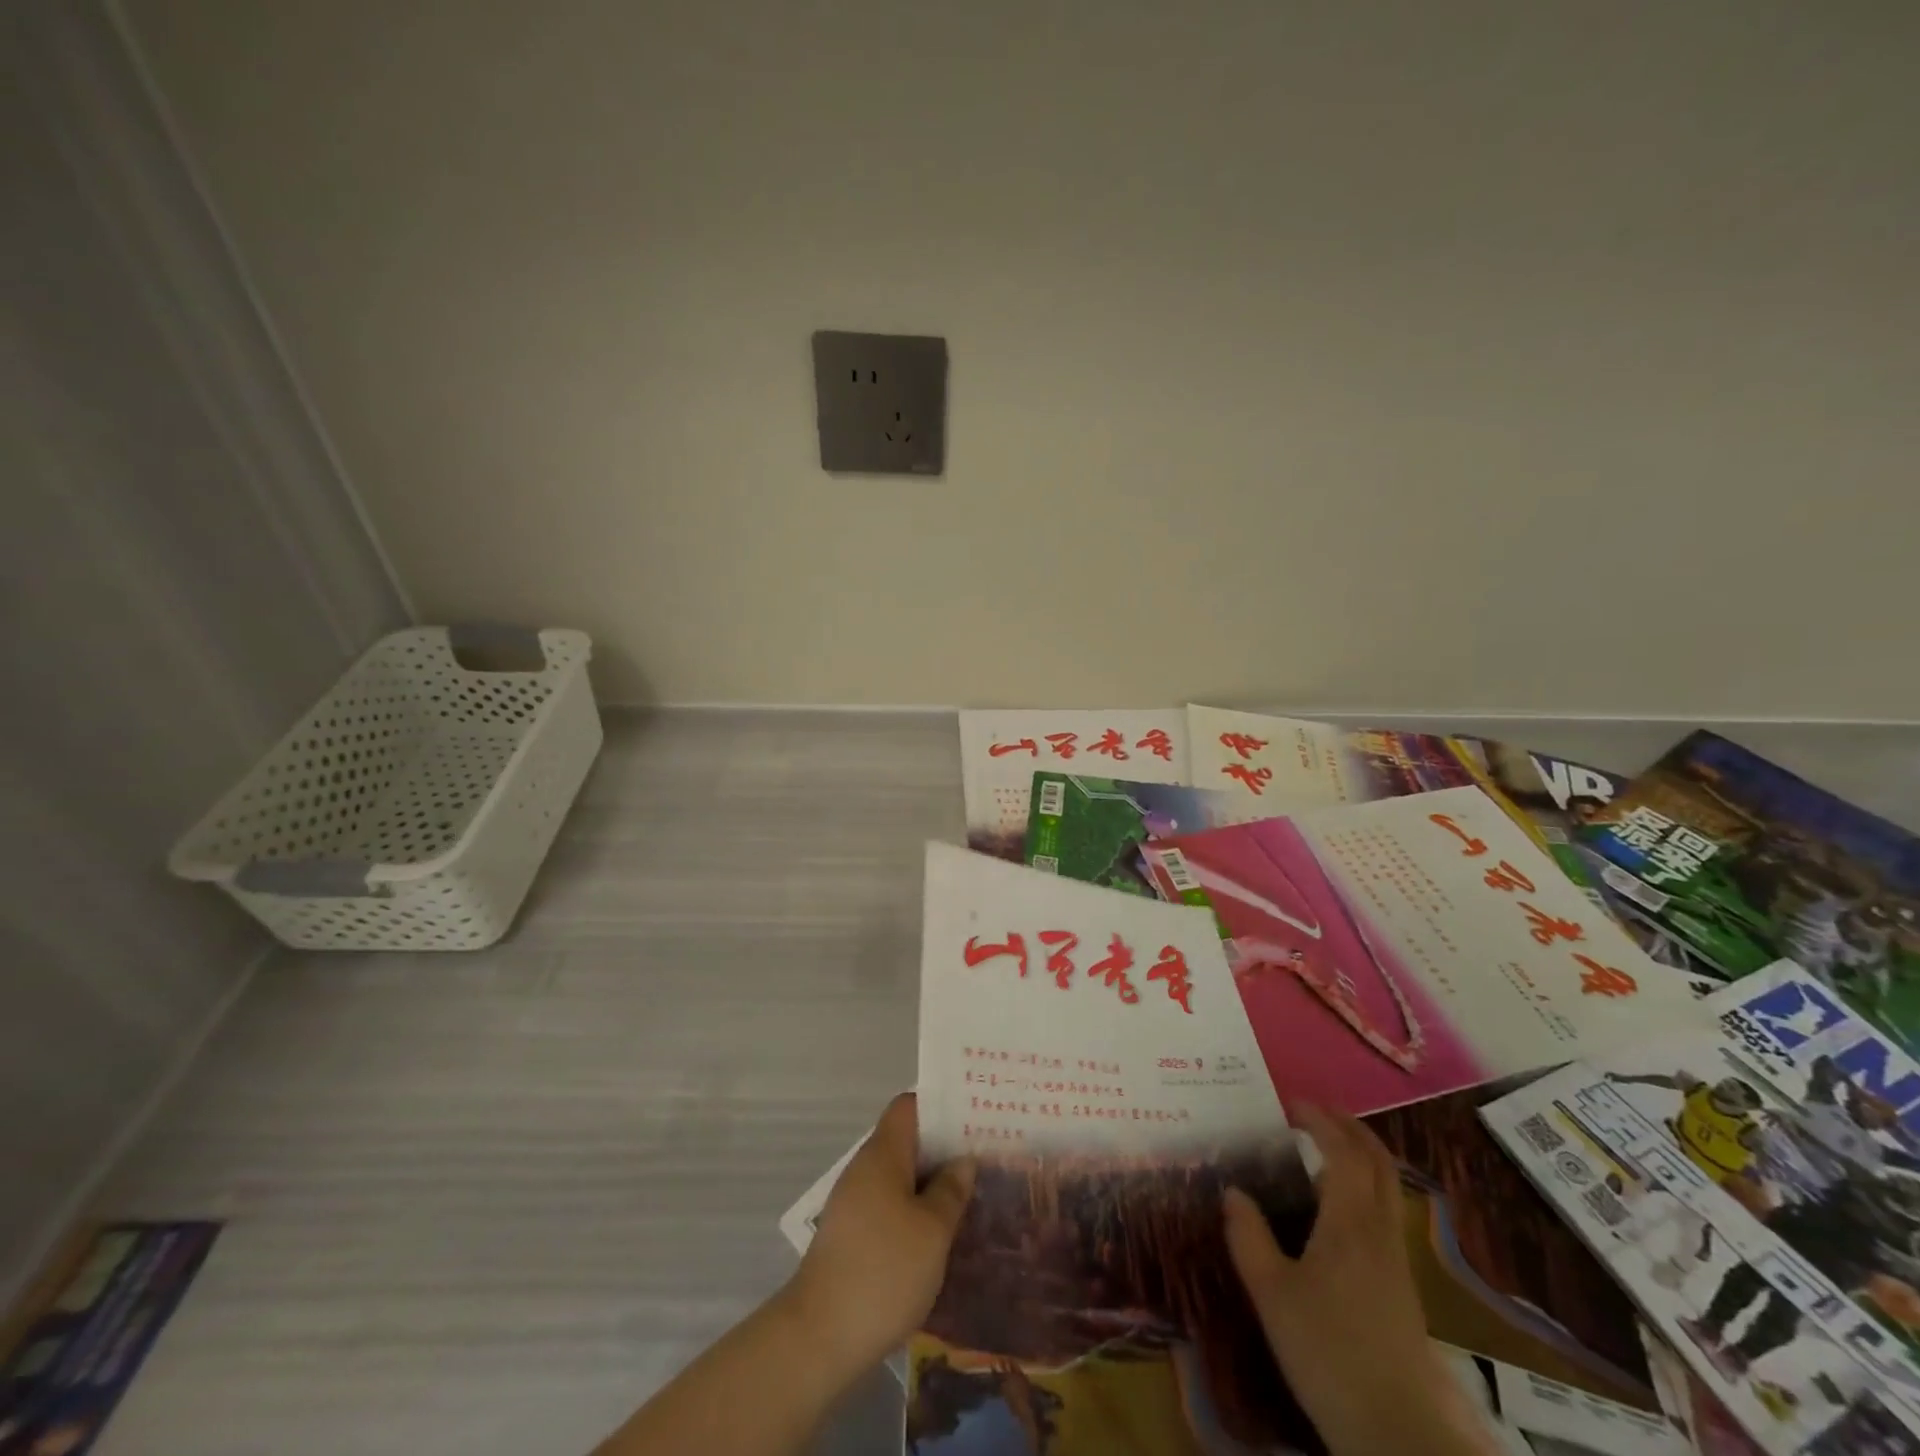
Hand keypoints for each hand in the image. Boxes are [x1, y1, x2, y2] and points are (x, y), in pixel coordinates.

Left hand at [782, 1093, 974, 1373]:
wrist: (820, 1338)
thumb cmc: (884, 1271)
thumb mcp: (932, 1230)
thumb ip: (951, 1190)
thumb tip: (963, 1160)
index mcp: (883, 1154)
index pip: (909, 1106)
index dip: (940, 1106)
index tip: (974, 1117)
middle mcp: (865, 1169)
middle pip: (907, 1141)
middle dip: (943, 1149)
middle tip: (985, 1158)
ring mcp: (855, 1204)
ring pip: (900, 1177)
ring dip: (932, 1183)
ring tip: (971, 1196)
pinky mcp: (852, 1237)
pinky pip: (890, 1206)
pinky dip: (916, 1211)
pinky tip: (940, 1236)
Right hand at [1224, 1104, 1492, 1455]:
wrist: (1400, 1432)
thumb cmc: (1328, 1353)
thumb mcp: (1271, 1293)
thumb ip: (1248, 1236)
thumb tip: (1232, 1191)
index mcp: (1350, 1221)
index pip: (1342, 1150)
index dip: (1319, 1119)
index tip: (1290, 1103)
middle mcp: (1379, 1229)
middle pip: (1376, 1160)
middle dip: (1348, 1126)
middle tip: (1312, 1112)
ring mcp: (1396, 1258)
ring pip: (1386, 1185)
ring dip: (1359, 1153)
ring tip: (1321, 1148)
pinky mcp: (1401, 1284)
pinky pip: (1384, 1209)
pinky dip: (1363, 1184)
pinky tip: (1335, 1204)